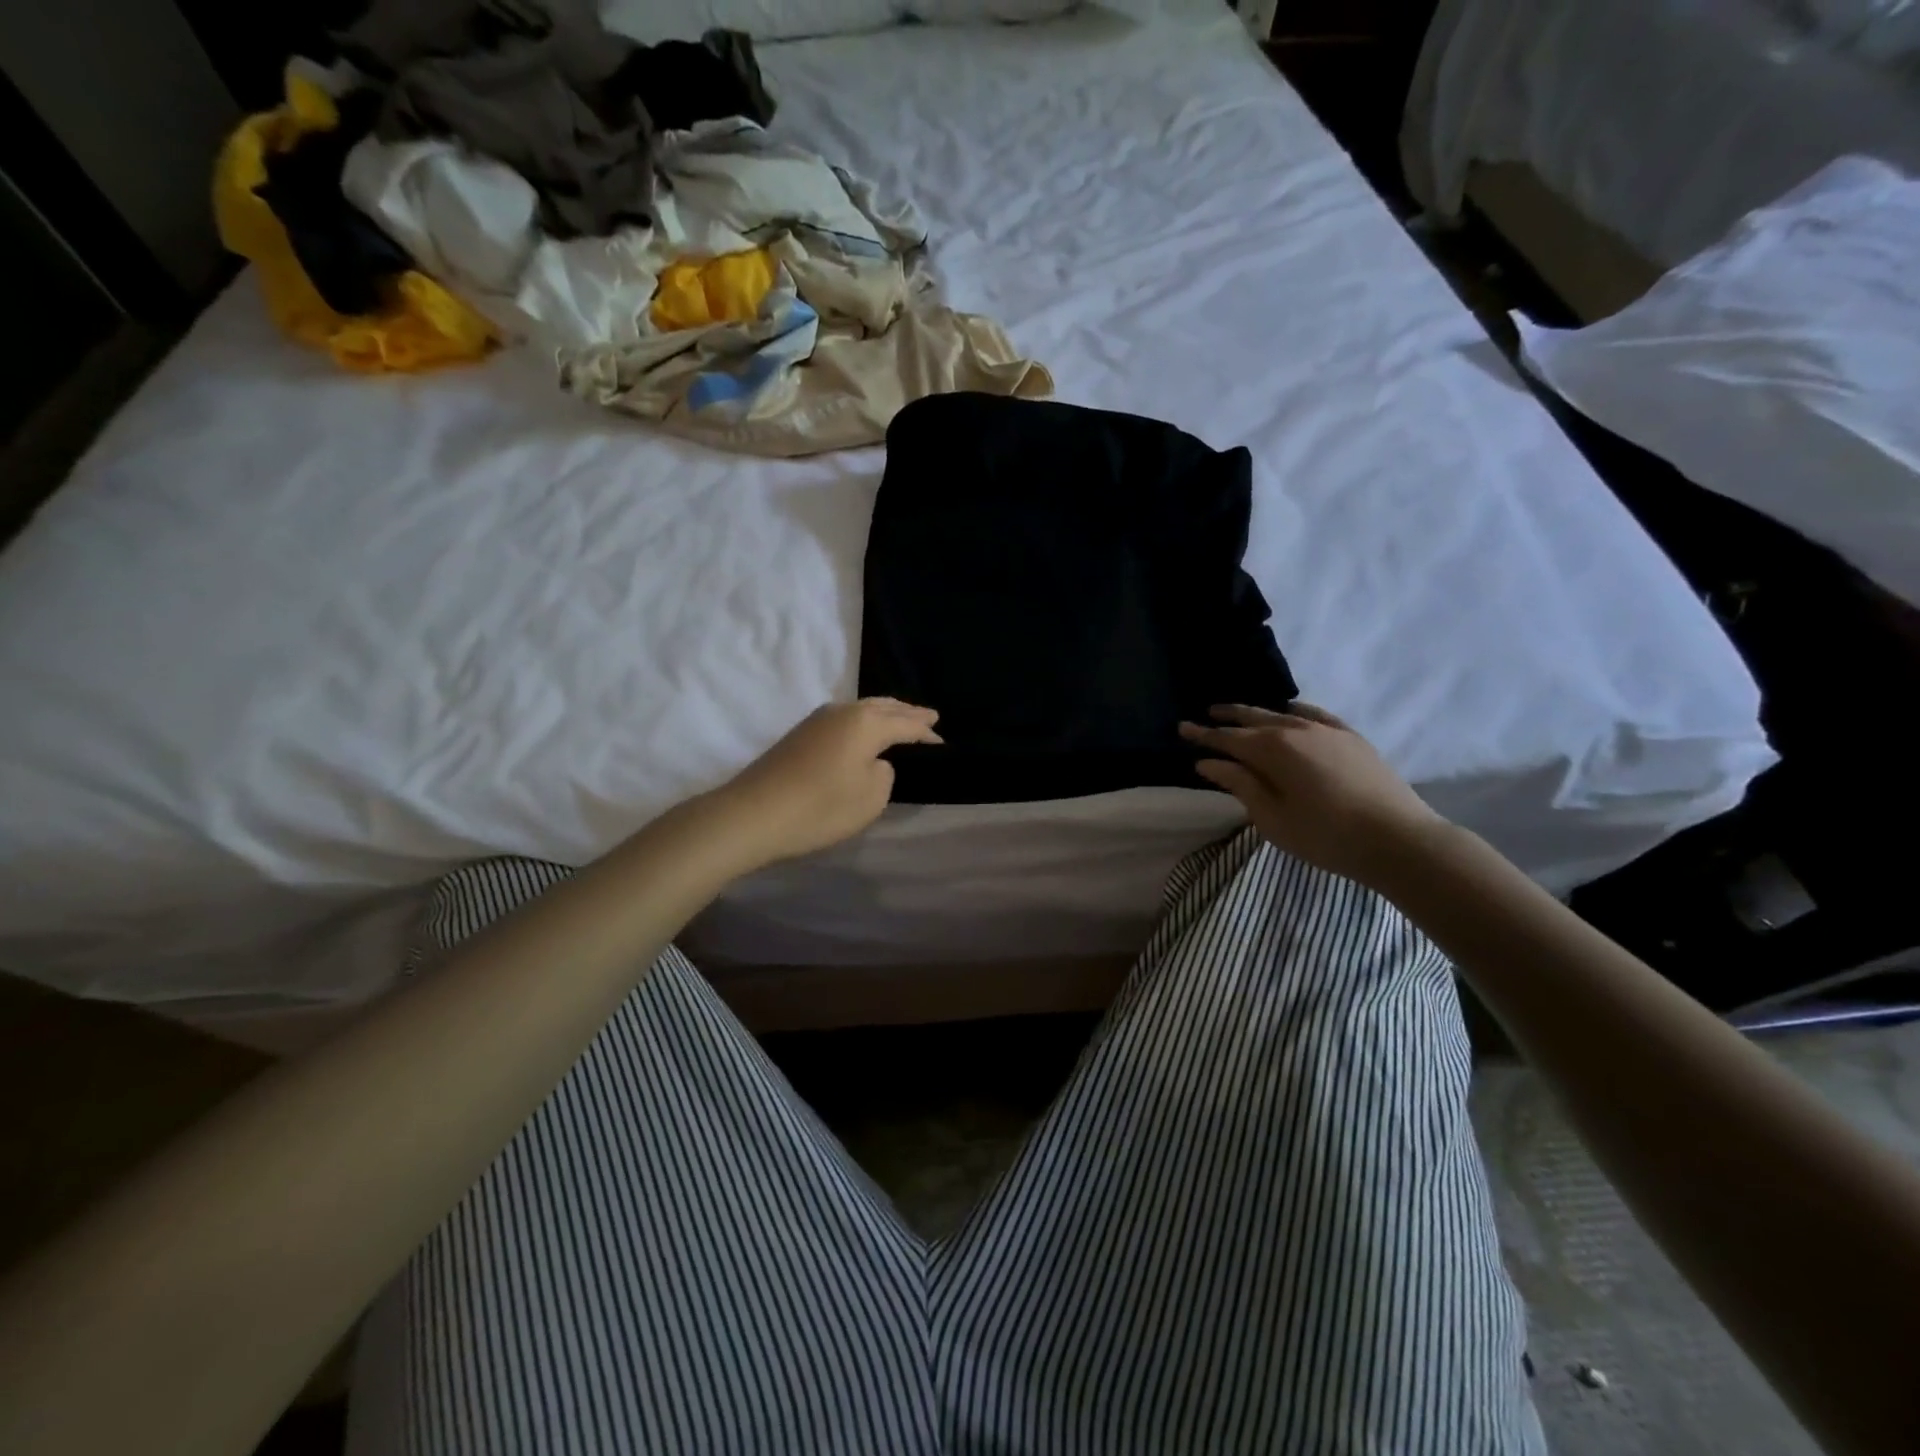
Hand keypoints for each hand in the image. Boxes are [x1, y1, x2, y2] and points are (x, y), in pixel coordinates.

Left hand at [710, 698, 941, 869]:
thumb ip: (884, 774)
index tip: (944, 743)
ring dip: (885, 714)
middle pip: (884, 707)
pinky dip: (864, 723)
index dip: (927, 734)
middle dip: (908, 713)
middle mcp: (844, 711)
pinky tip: (865, 732)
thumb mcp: (870, 798)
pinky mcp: (800, 733)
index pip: (907, 724)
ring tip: (902, 719)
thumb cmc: (820, 808)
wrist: (752, 814)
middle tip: (930, 717)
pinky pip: (845, 719)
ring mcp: (818, 719)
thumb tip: (874, 761)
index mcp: (867, 722)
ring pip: (862, 709)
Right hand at [1180, 703, 1444, 886]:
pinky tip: (1291, 711)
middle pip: (1253, 718)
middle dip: (1227, 717)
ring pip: (1283, 714)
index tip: (1181, 728)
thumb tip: (1208, 763)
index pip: (1227, 738)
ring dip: (1257, 713)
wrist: (1398, 839)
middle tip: (1205, 714)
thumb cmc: (1325, 835)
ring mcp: (1327, 730)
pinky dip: (1296, 711)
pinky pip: (1315, 715)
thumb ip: (1239, 785)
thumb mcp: (1271, 817)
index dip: (1202, 734)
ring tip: (1241, 713)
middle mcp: (1296, 730)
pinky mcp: (1351, 738)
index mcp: (1272, 750)